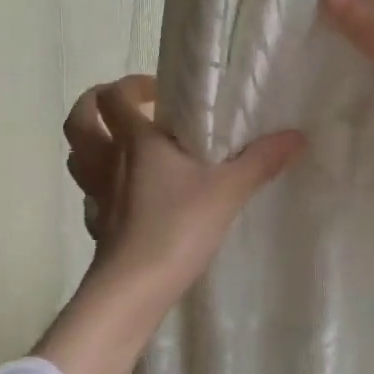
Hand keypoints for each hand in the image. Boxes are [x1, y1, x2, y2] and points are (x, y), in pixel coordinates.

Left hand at [62, 74, 304, 310]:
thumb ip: (261, 161)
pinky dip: (100, 187)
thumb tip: (297, 136)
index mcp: (135, 141)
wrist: (134, 288)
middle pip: (79, 119)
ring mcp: (96, 194)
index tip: (159, 94)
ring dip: (94, 143)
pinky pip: (89, 195)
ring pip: (77, 156)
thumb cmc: (177, 228)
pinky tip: (124, 196)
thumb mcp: (228, 191)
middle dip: (95, 105)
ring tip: (123, 146)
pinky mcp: (97, 225)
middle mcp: (107, 161)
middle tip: (129, 110)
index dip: (131, 86)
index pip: (114, 96)